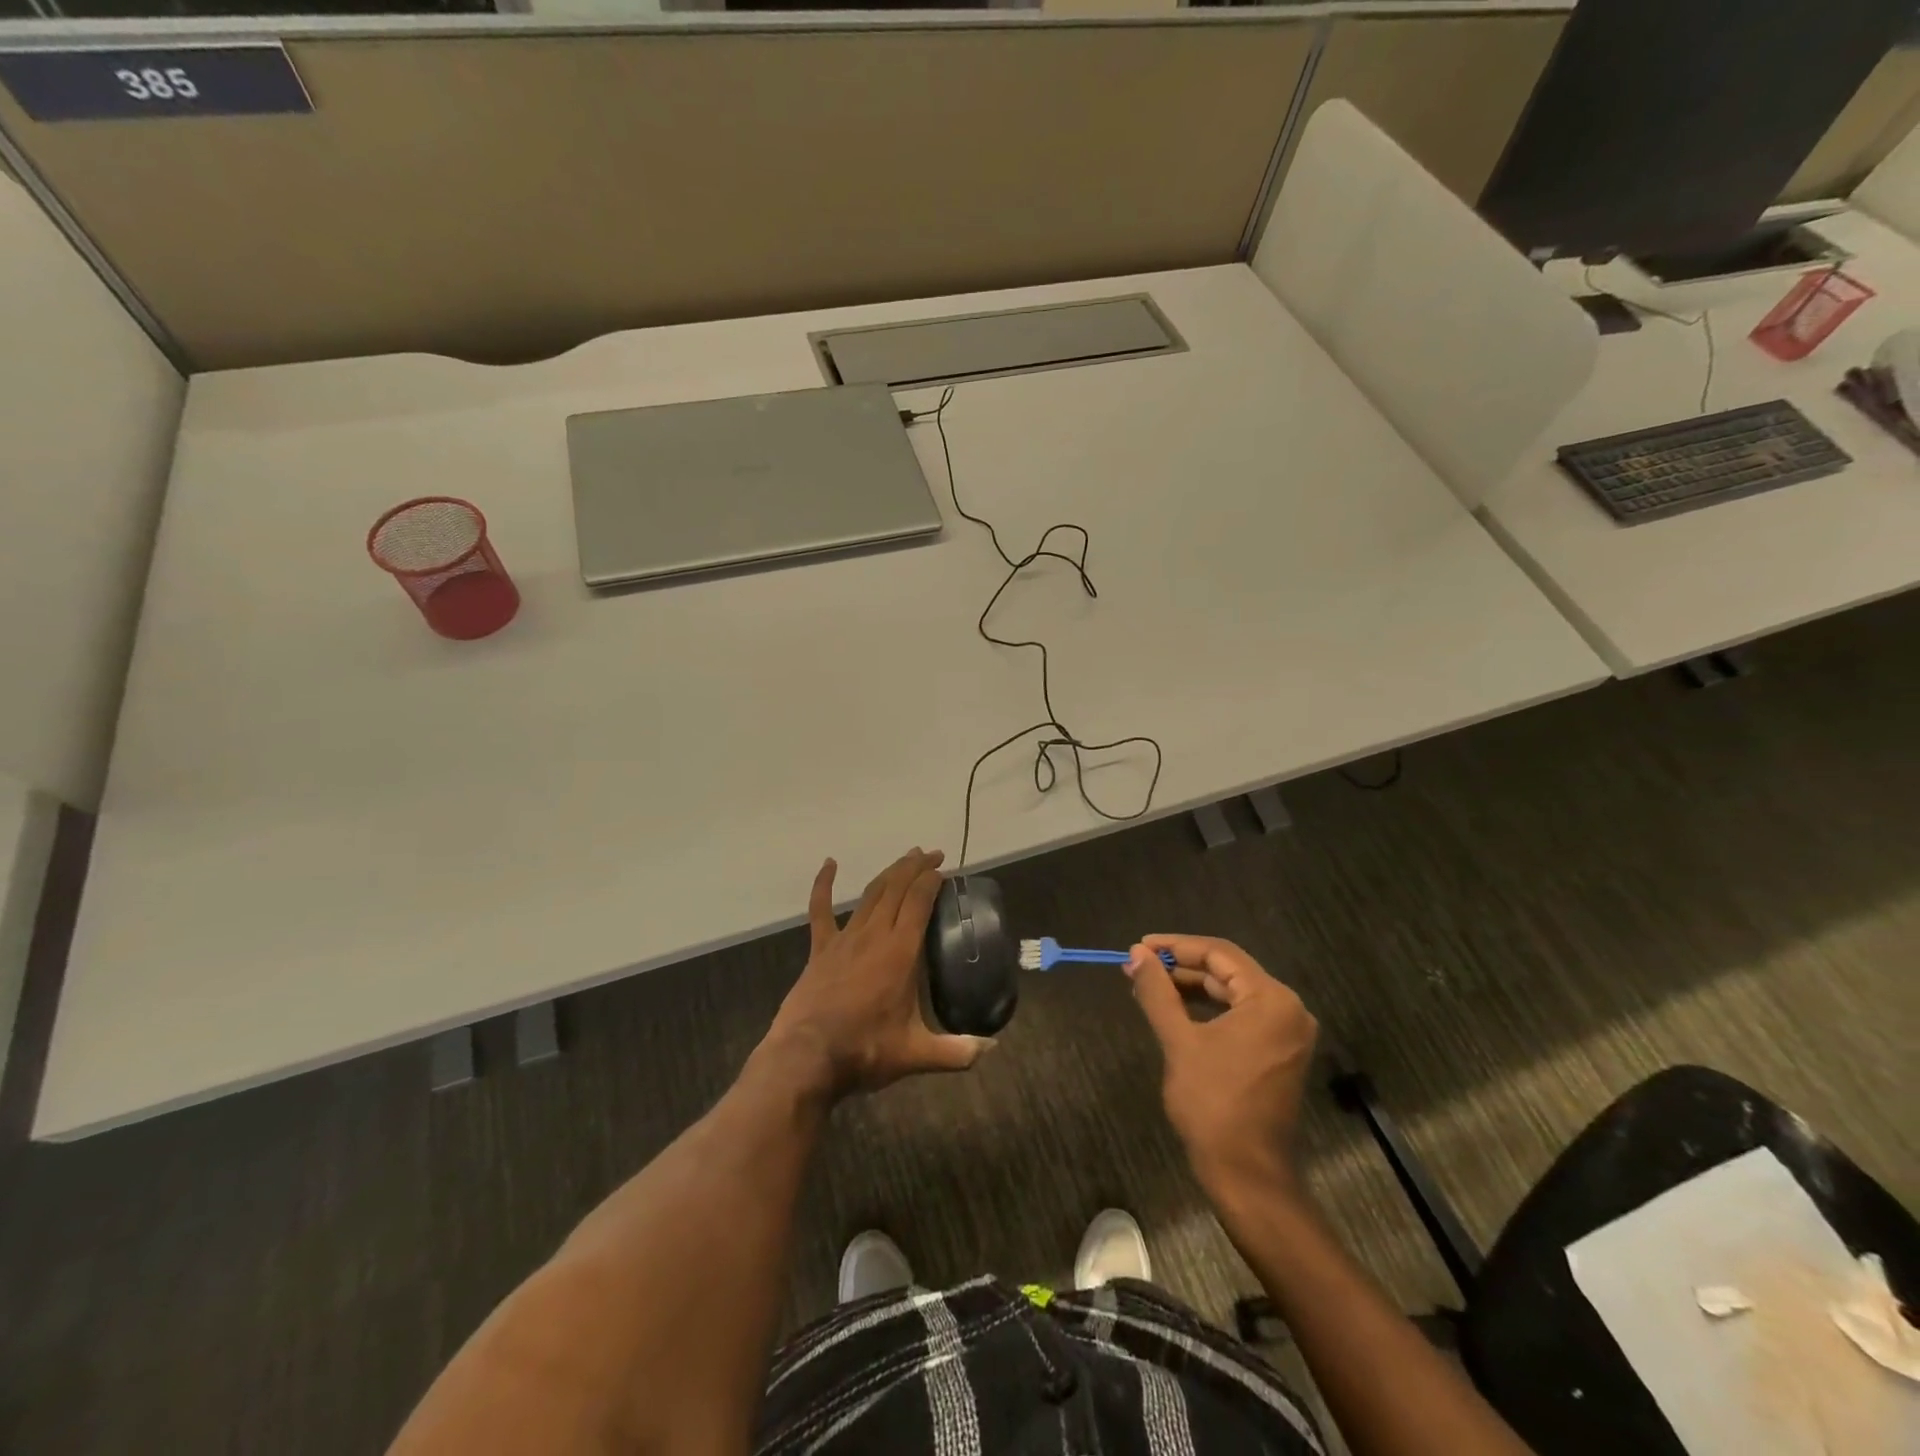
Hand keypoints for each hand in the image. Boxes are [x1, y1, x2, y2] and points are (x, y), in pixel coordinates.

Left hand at [761, 849, 990, 1099]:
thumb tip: (992, 1049)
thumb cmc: (864, 1051)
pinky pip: (821, 910)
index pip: (919, 901)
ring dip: (889, 873)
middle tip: (932, 854)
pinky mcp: (821, 949)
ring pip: (870, 894)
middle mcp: (874, 935)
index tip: (944, 870)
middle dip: (915, 867)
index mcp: (901, 952)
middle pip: (897, 888)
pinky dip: (824, 884)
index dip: (932, 880)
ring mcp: (845, 939)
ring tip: (905, 859)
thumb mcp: (916, 1054)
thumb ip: (957, 1051)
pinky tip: (829, 863)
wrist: (806, 1058)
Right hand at [1125, 935, 1317, 1198]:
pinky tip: (1176, 1010)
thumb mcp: (1179, 1041)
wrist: (1247, 1174)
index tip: (1139, 947)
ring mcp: (1287, 1032)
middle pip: (1228, 971)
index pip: (1219, 954)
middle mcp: (1288, 1009)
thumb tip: (1136, 954)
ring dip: (1192, 987)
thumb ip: (1158, 991)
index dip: (1176, 945)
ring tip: (1150, 985)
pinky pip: (1241, 1015)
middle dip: (1181, 966)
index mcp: (1271, 1000)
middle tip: (1139, 966)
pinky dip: (1208, 1009)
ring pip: (1233, 992)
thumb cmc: (1213, 1104)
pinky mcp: (1279, 1052)